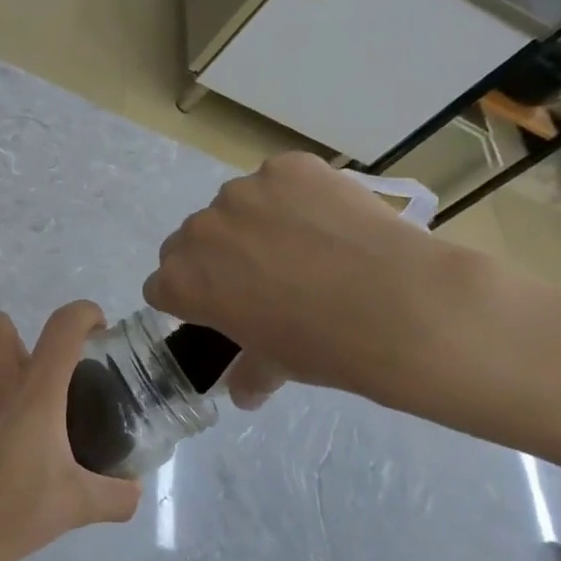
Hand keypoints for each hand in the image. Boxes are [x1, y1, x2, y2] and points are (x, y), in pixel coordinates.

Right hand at [143, 153, 487, 408]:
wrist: (397, 305)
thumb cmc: (321, 346)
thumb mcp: (275, 366)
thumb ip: (248, 373)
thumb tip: (245, 394)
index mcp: (180, 282)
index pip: (163, 285)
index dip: (191, 298)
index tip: (222, 307)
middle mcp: (198, 231)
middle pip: (192, 241)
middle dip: (216, 256)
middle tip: (264, 276)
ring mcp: (242, 193)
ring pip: (235, 207)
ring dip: (255, 223)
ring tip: (306, 246)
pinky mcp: (286, 167)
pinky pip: (279, 180)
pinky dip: (296, 196)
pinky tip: (329, 221)